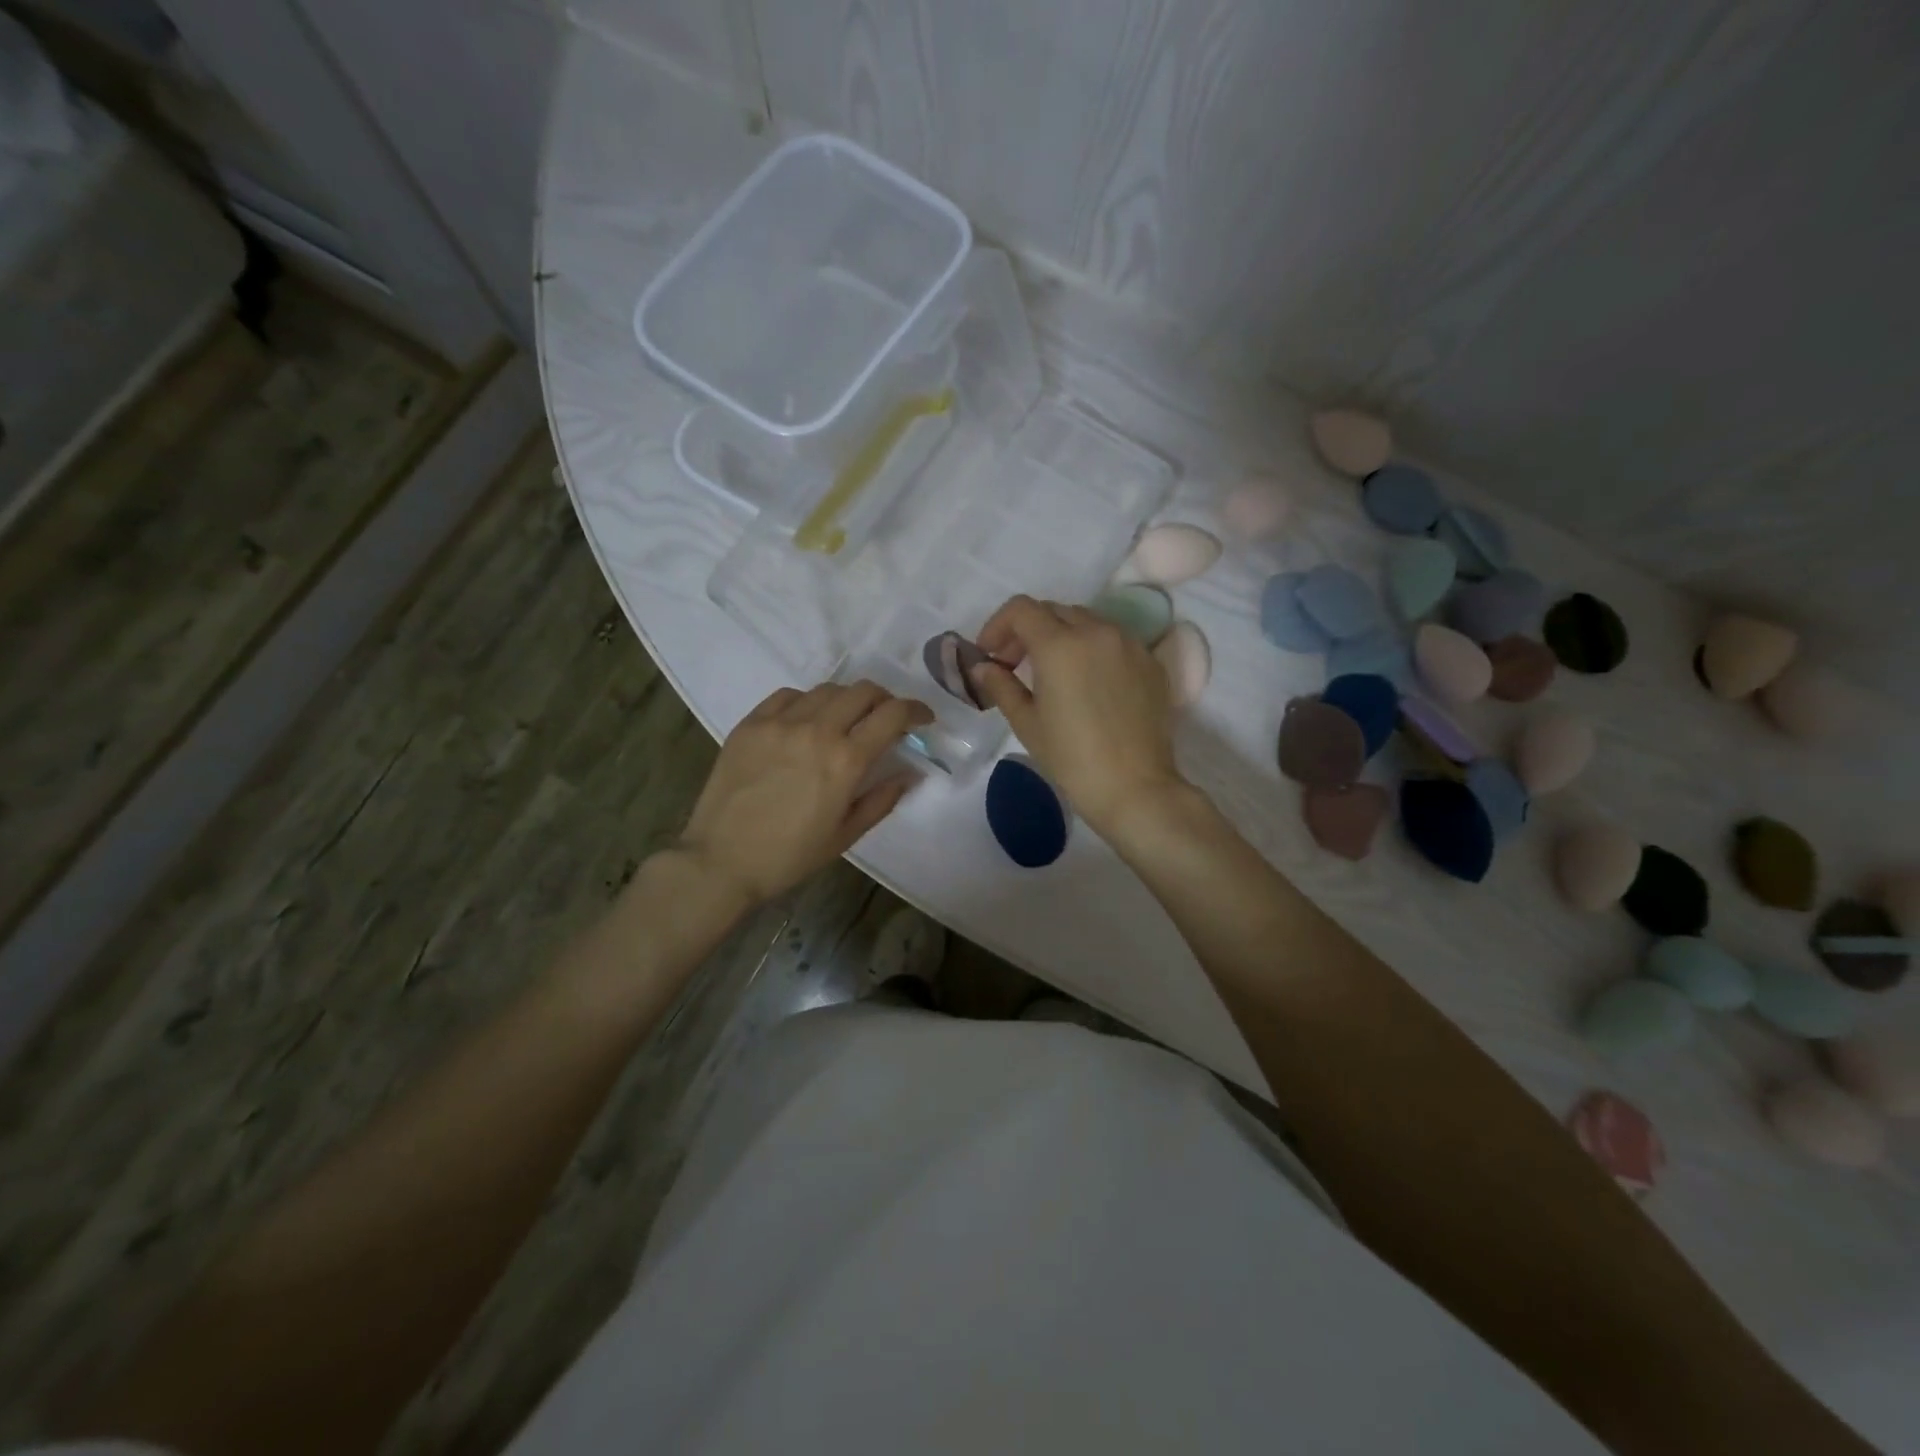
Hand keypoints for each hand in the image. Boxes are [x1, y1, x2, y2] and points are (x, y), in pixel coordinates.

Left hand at [677, 682, 933, 903]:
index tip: (923, 718)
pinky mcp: (751, 723)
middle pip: (863, 691)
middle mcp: (817, 730)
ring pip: (827, 689)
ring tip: (846, 719)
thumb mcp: (846, 835)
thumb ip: (882, 799)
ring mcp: (780, 723)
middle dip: (885, 700)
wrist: (721, 861)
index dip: (916, 711)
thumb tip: (910, 773)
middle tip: (886, 719)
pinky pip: (788, 695)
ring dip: (848, 699)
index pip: (892, 714)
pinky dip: (808, 701)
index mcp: (846, 760)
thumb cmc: (790, 857)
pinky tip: (806, 720)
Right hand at [969, 595, 1184, 833]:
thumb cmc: (1071, 758)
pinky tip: (1088, 684)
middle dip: (1028, 631)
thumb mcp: (1027, 722)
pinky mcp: (1151, 661)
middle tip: (1015, 665)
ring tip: (1053, 673)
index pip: (1021, 609)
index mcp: (1060, 644)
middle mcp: (1097, 631)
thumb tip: (983, 668)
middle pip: (1053, 611)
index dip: (998, 626)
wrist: (1134, 787)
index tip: (990, 655)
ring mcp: (1129, 644)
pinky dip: (1093, 649)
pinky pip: (1114, 640)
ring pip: (1086, 621)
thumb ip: (1001, 685)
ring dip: (1062, 636)